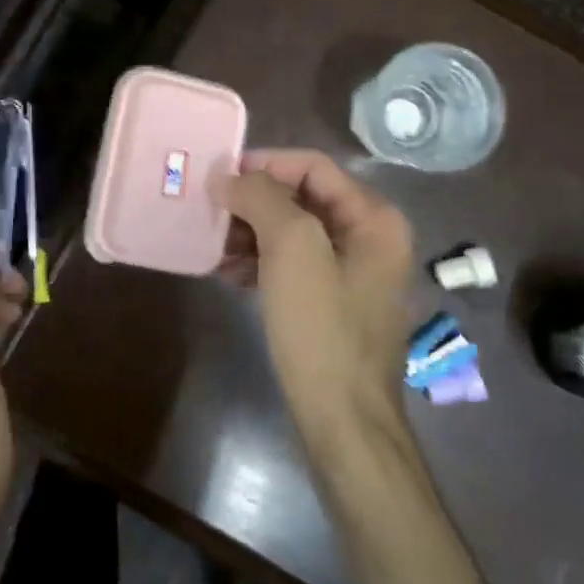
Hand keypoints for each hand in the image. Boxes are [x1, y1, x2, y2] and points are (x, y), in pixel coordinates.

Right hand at [220, 149, 415, 439]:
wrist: (343, 418)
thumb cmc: (321, 327)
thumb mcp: (292, 250)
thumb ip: (262, 199)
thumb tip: (230, 177)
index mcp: (374, 218)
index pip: (313, 166)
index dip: (265, 164)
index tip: (218, 177)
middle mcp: (369, 238)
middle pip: (301, 198)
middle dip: (253, 203)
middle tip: (209, 212)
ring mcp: (352, 274)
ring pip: (292, 234)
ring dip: (250, 234)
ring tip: (212, 247)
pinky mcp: (331, 303)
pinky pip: (291, 266)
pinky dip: (259, 263)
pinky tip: (228, 275)